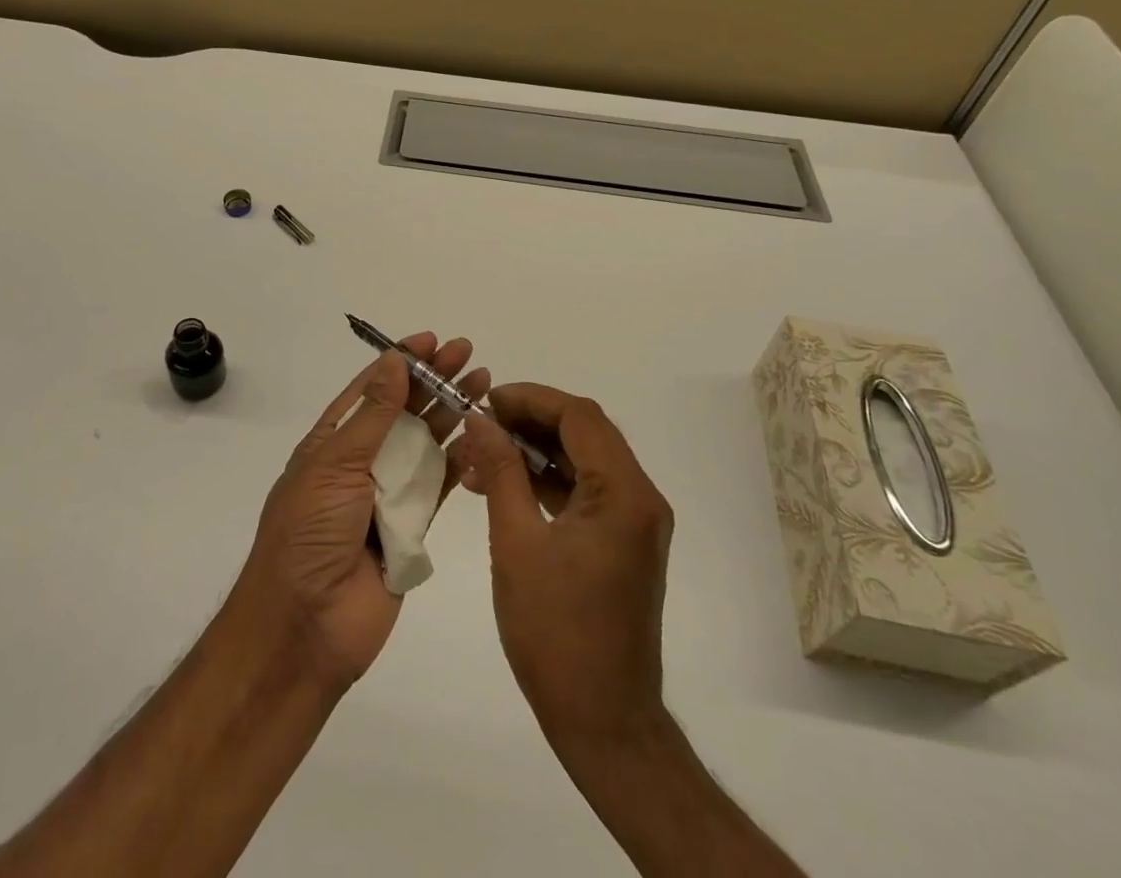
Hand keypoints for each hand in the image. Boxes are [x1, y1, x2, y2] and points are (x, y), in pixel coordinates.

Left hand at [235, 333, 488, 695]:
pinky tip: (484, 436)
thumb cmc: (309, 533)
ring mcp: (388, 495)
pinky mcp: (413, 527)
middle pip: (404, 411)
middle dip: (434, 380)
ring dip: (453, 413)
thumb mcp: (335, 464)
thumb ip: (373, 415)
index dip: (400, 362)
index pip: (371, 390)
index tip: (430, 339)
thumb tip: (393, 361)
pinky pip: (440, 485)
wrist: (305, 627)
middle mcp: (361, 462)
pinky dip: (461, 460)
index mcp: (332, 442)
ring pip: (427, 443)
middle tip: (468, 353)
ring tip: (484, 383)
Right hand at [457, 384, 674, 757]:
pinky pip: (585, 490)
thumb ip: (500, 472)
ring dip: (535, 450)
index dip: (530, 399)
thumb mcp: (516, 544)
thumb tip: (479, 420)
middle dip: (530, 419)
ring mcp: (635, 521)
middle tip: (481, 423)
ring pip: (584, 459)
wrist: (604, 722)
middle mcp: (640, 498)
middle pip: (585, 432)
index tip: (486, 401)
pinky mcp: (623, 542)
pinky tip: (504, 485)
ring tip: (482, 453)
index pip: (579, 416)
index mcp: (623, 494)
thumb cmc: (556, 633)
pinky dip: (547, 480)